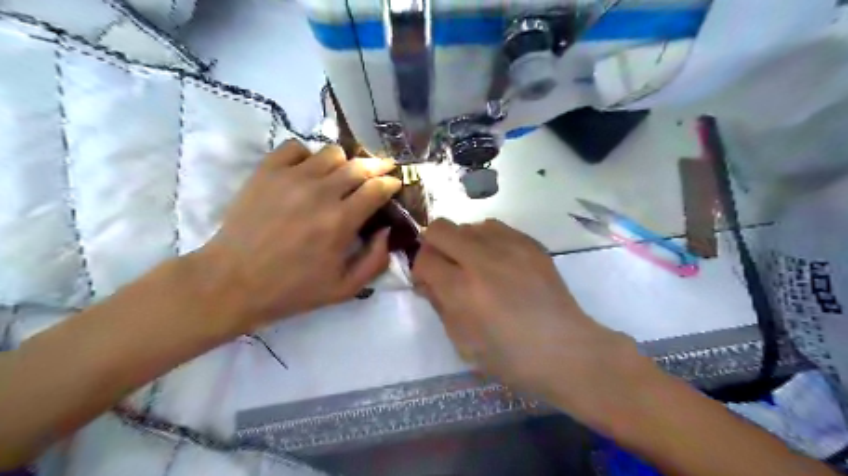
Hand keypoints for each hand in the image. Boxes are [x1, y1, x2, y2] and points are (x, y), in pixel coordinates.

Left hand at [193, 141, 401, 332]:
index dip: (391, 183)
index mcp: (341, 221)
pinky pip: (296, 147)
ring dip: (344, 162)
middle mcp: (320, 193)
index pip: (377, 188)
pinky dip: (308, 155)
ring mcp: (291, 178)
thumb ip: (375, 260)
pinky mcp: (266, 172)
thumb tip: (387, 231)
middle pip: (359, 165)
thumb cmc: (292, 289)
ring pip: (331, 152)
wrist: (232, 282)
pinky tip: (308, 172)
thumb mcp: (344, 288)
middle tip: (381, 170)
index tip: (395, 183)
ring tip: (342, 175)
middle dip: (377, 165)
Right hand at [414, 220, 650, 426]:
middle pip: (440, 228)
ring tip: (474, 264)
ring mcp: (509, 247)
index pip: (424, 259)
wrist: (566, 350)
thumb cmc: (510, 358)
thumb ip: (439, 305)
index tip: (429, 283)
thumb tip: (428, 280)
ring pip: (468, 224)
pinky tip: (498, 261)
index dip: (420, 270)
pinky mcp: (530, 243)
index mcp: (462, 290)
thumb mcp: (463, 343)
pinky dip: (486, 240)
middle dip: (434, 246)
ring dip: (462, 242)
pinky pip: (495, 227)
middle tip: (446, 267)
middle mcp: (482, 260)